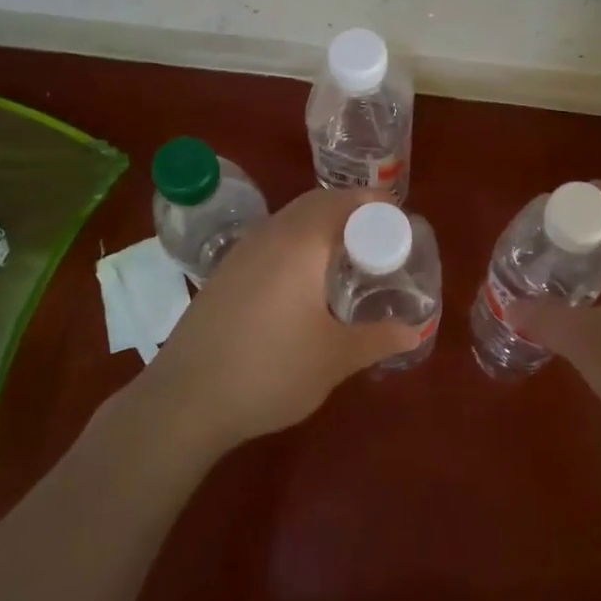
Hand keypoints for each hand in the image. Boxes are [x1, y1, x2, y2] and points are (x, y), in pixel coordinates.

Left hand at [134, 188, 421, 451]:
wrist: (185, 398)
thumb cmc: (270, 371)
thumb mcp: (334, 359)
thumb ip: (378, 339)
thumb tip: (415, 331)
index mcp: (302, 242)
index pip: (345, 202)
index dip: (375, 204)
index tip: (399, 220)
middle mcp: (271, 234)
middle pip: (317, 202)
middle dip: (350, 210)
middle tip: (378, 237)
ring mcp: (242, 251)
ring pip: (290, 219)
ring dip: (320, 225)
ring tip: (345, 256)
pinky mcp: (224, 272)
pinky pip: (271, 239)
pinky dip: (296, 242)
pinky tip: (302, 281)